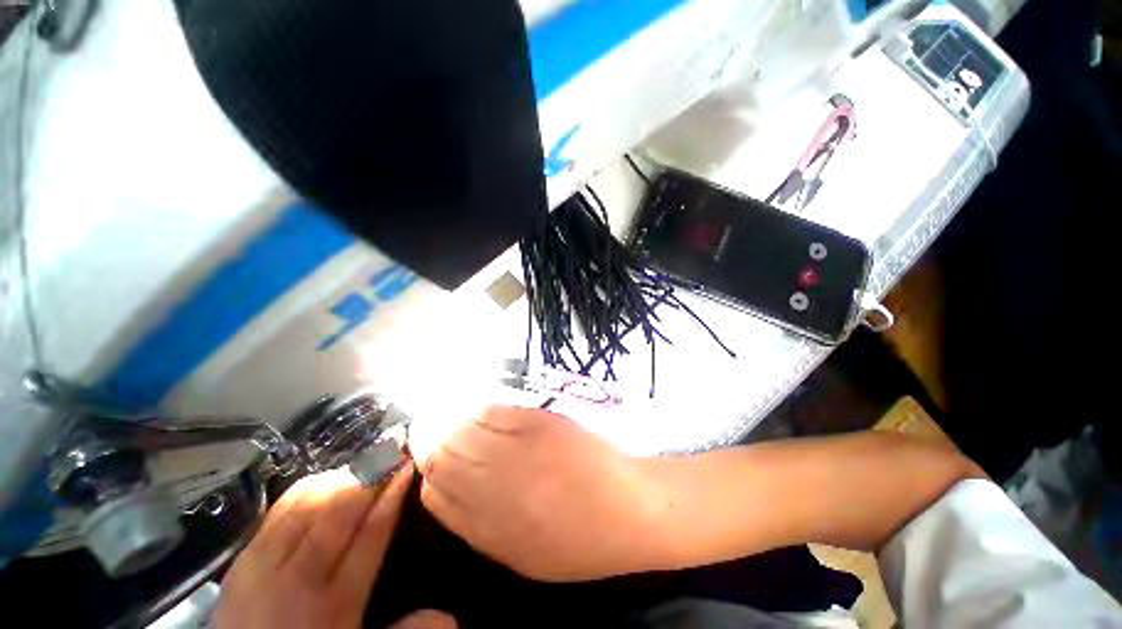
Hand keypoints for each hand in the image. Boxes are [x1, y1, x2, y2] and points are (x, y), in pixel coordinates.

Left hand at [215, 465, 453, 628]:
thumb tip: (450, 615)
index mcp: (335, 603)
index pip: (371, 536)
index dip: (392, 497)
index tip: (408, 465)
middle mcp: (299, 577)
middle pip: (338, 513)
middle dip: (369, 475)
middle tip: (391, 447)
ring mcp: (266, 563)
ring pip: (308, 506)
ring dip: (341, 477)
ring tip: (364, 461)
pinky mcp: (243, 557)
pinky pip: (279, 510)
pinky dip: (307, 488)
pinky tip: (324, 479)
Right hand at [416, 406, 666, 581]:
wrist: (627, 508)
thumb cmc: (578, 540)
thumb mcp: (522, 555)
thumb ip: (480, 526)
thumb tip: (449, 492)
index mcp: (488, 529)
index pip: (435, 494)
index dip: (428, 474)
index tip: (429, 461)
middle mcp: (494, 486)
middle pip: (443, 455)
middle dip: (430, 441)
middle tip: (428, 428)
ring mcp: (517, 449)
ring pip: (462, 429)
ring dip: (450, 422)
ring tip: (448, 416)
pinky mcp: (538, 421)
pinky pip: (493, 410)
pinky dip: (478, 408)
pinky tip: (477, 408)